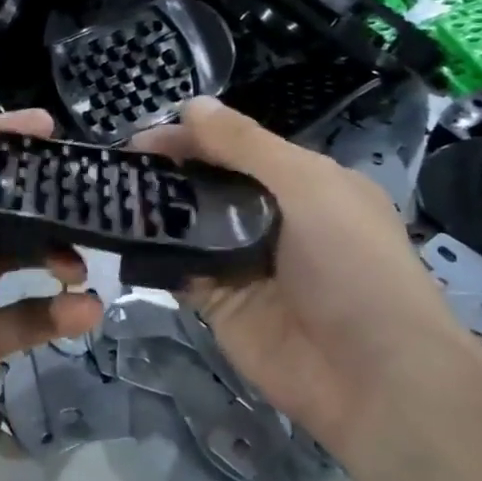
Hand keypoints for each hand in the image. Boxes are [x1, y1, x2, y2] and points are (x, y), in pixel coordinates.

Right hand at [137, 97, 473, 448]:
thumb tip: (191, 104)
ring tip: (108, 197)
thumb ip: (245, 145)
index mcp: (303, 183)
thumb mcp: (307, 187)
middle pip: (209, 184)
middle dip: (167, 172)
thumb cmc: (352, 265)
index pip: (237, 147)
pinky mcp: (220, 305)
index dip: (192, 137)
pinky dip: (154, 256)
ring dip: (155, 213)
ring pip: (189, 227)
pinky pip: (180, 271)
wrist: (372, 376)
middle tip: (115, 168)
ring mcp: (243, 264)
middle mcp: (271, 218)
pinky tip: (121, 241)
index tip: (142, 137)